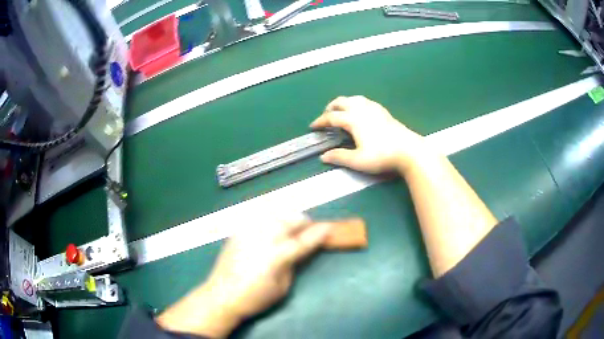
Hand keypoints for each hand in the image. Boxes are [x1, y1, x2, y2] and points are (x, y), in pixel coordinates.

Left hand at [157, 215, 331, 337]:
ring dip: (287, 218)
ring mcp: (248, 232)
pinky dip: (270, 219)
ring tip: (292, 225)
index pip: (304, 241)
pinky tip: (271, 226)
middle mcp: (263, 238)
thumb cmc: (255, 298)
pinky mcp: (238, 232)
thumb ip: (293, 265)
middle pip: (289, 221)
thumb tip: (299, 252)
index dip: (319, 234)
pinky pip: (258, 218)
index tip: (330, 228)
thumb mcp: (282, 288)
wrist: (221, 295)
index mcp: (276, 256)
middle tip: (310, 228)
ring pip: (274, 215)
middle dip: (304, 222)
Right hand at [311, 96, 431, 173]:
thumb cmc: (382, 156)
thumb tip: (323, 157)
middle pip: (341, 101)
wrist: (408, 150)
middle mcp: (362, 109)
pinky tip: (360, 111)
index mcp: (353, 119)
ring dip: (343, 103)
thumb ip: (339, 157)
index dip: (320, 121)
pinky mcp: (383, 111)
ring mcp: (374, 108)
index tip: (313, 126)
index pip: (332, 117)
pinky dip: (355, 103)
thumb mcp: (358, 161)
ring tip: (341, 111)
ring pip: (353, 98)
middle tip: (325, 117)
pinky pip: (364, 101)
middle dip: (330, 108)